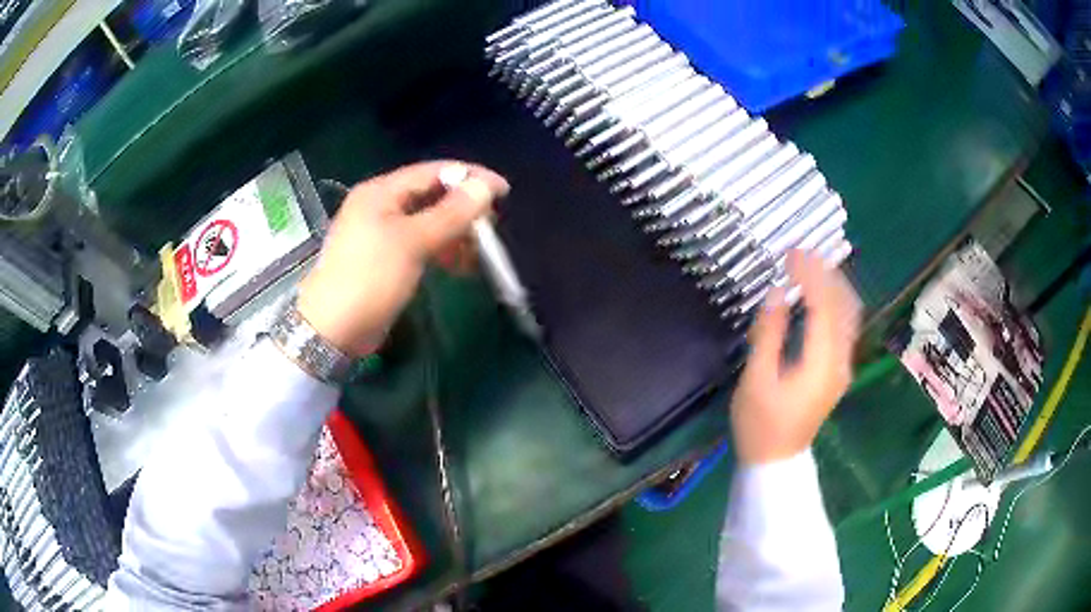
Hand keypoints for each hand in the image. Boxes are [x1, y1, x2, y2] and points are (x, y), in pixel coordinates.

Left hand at [298, 161, 508, 356]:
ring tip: (479, 251)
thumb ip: (450, 213)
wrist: (333, 329)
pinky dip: (442, 250)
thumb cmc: (370, 278)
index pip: (433, 172)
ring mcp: (382, 233)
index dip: (469, 177)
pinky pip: (422, 244)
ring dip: (456, 232)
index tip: (503, 191)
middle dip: (463, 208)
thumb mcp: (412, 242)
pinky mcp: (387, 258)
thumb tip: (484, 186)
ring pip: (429, 222)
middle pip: (431, 196)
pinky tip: (460, 265)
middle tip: (491, 226)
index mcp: (380, 192)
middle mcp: (381, 205)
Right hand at [730, 250, 861, 464]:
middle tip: (801, 254)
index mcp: (821, 362)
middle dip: (826, 275)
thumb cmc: (761, 425)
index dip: (811, 275)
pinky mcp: (837, 372)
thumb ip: (768, 334)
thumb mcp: (756, 380)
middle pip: (843, 306)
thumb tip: (777, 293)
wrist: (777, 462)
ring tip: (811, 267)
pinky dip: (834, 304)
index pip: (824, 306)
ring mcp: (842, 367)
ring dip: (833, 287)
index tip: (792, 253)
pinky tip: (819, 298)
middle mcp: (840, 360)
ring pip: (848, 315)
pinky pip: (844, 327)